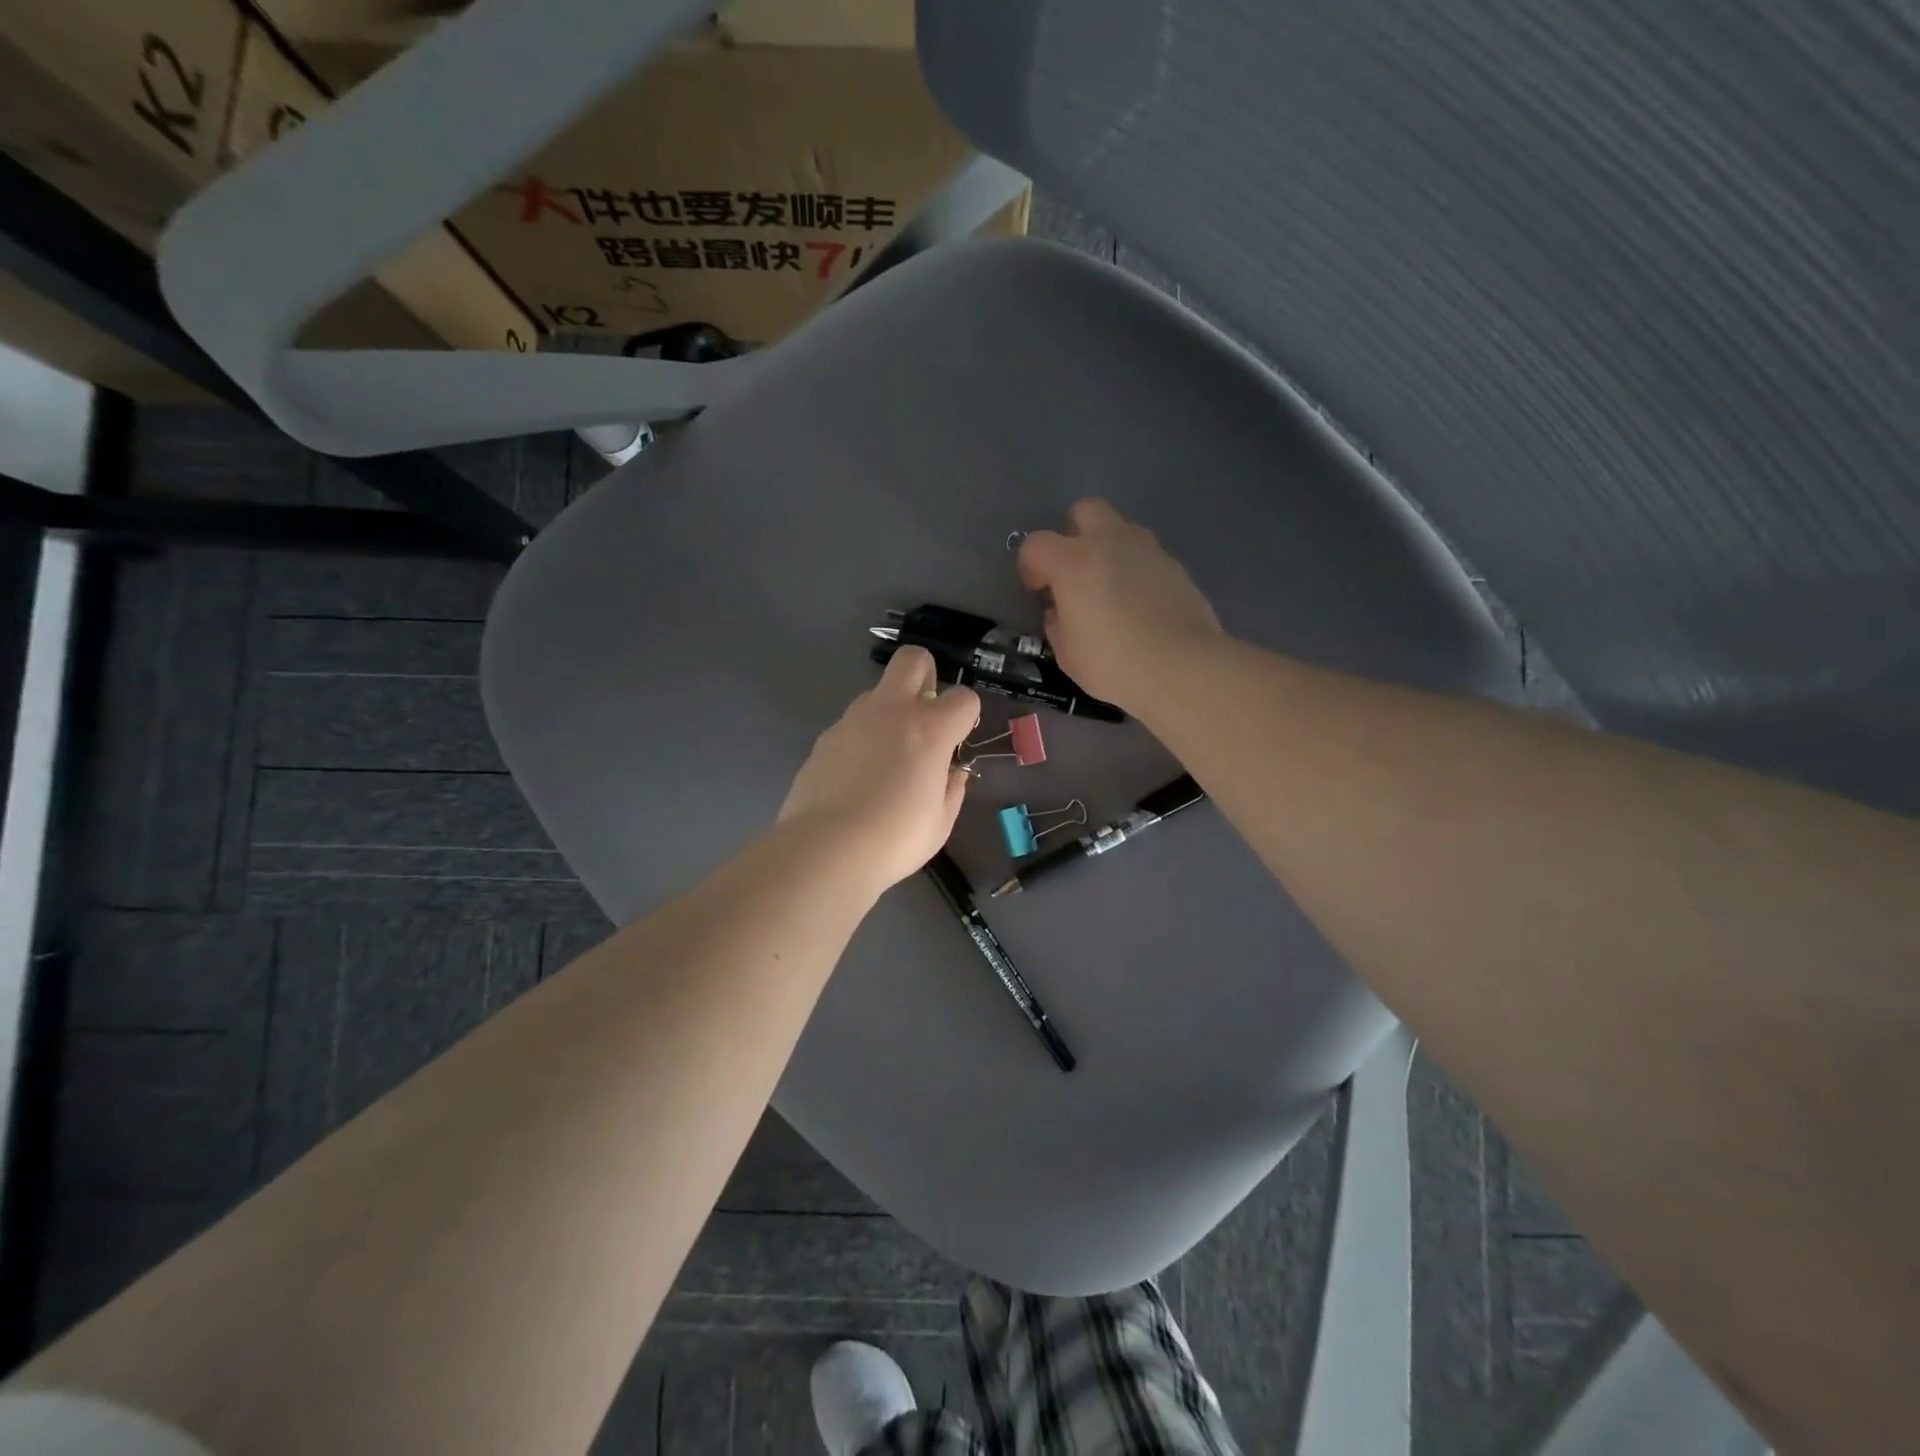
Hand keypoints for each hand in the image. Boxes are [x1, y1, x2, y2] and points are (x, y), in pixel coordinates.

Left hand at [779, 647, 979, 890]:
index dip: (966, 715)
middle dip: (924, 675)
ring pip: (877, 692)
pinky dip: (862, 738)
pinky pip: (852, 724)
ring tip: (887, 756)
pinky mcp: (825, 737)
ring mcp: (853, 720)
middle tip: (924, 714)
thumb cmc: (894, 839)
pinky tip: (857, 776)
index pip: (963, 697)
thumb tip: (952, 773)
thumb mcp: (941, 823)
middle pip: (912, 659)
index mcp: (930, 729)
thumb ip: (952, 789)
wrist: (825, 850)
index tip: (958, 740)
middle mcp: (892, 711)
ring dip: (889, 711)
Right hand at [1018, 498, 1222, 713]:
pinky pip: (1147, 555)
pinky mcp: (1176, 566)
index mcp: (1073, 562)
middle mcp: (1110, 542)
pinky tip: (1140, 603)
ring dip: (1108, 548)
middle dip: (1074, 533)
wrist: (1182, 668)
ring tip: (1110, 587)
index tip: (1038, 591)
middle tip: (1074, 571)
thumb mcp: (1068, 654)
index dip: (1030, 566)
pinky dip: (1137, 569)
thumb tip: (1059, 612)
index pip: (1036, 544)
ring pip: (1122, 528)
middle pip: (1085, 510)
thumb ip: (1058, 624)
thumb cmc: (1113, 663)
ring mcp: (1148, 550)